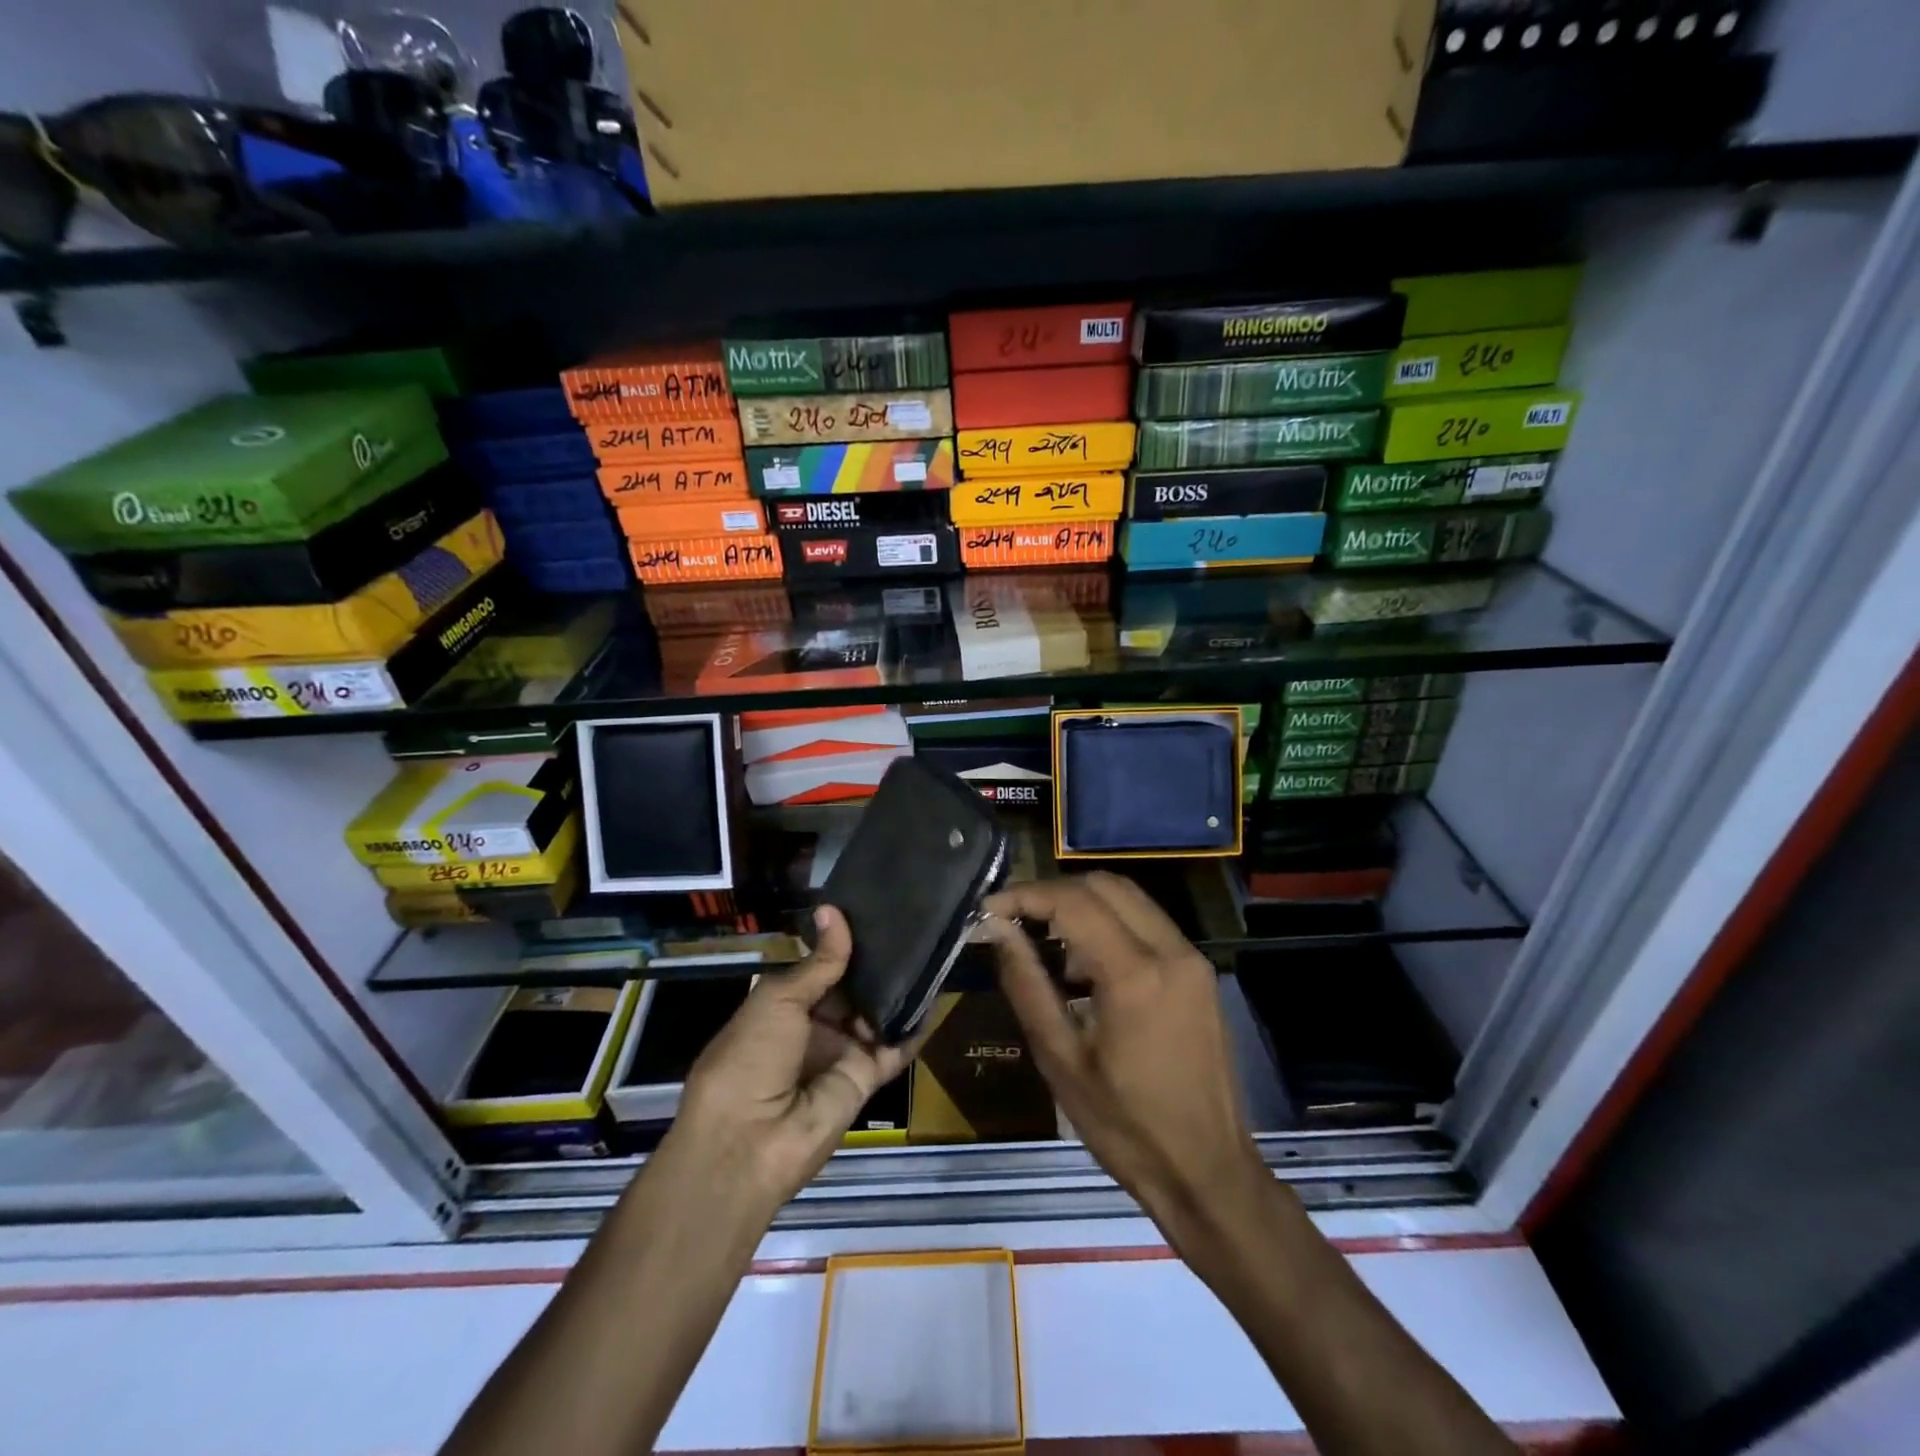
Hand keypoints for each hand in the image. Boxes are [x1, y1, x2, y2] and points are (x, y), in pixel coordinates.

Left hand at [666, 905, 914, 1212]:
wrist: (749, 1142)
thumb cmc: (750, 1057)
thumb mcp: (780, 1000)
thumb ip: (819, 961)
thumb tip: (834, 909)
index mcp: (785, 1005)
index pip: (823, 967)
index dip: (846, 942)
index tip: (876, 908)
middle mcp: (815, 1026)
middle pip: (854, 988)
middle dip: (878, 962)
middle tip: (913, 921)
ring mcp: (842, 1052)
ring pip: (877, 1013)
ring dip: (900, 989)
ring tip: (931, 946)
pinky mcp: (866, 1078)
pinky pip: (895, 1048)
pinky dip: (915, 1026)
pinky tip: (936, 993)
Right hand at [984, 873, 1268, 1244]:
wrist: (1210, 1173)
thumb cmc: (1126, 1128)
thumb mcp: (1061, 1060)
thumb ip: (1026, 984)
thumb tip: (997, 930)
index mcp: (1135, 975)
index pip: (1073, 902)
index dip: (1025, 895)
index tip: (989, 908)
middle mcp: (1170, 951)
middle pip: (1104, 885)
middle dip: (1053, 892)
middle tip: (1015, 919)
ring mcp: (1192, 959)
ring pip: (1129, 899)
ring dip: (1083, 905)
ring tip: (1046, 944)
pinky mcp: (1200, 973)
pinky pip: (1148, 924)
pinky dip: (1110, 925)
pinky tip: (1086, 966)